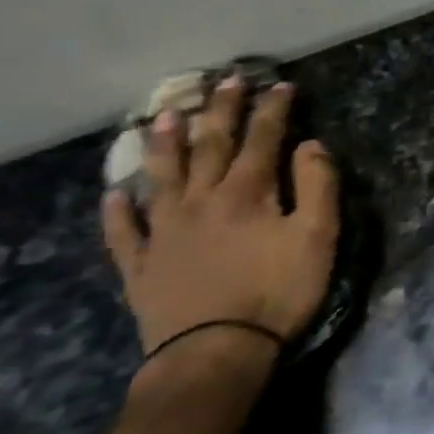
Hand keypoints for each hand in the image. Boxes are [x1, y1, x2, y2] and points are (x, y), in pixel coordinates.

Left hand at [102, 78, 339, 359]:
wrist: (215, 352)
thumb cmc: (278, 292)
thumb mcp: (318, 238)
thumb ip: (318, 186)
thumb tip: (311, 144)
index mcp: (247, 193)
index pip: (262, 139)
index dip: (273, 110)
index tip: (280, 84)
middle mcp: (201, 200)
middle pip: (211, 146)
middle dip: (222, 111)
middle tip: (225, 81)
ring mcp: (164, 231)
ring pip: (163, 176)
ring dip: (165, 144)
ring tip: (165, 116)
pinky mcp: (141, 265)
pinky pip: (124, 231)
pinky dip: (118, 210)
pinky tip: (115, 194)